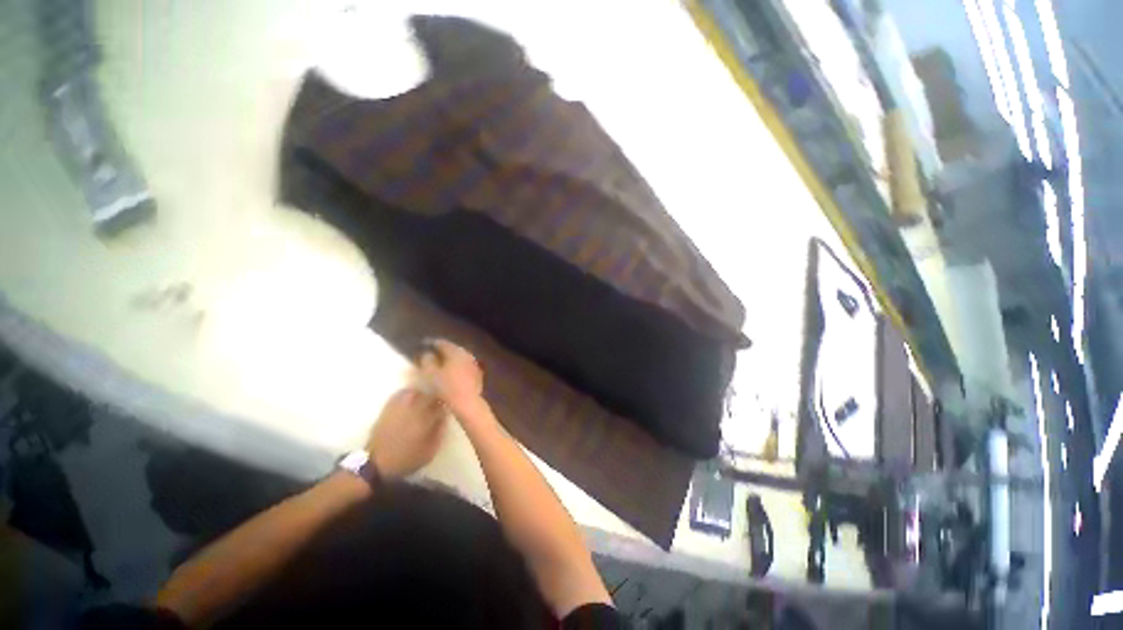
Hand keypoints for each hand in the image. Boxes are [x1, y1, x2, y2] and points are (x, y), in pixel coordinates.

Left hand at [366, 389, 446, 478]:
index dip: (446, 406)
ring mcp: (399, 407)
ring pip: (416, 392)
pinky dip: (409, 393)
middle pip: (430, 396)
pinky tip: (412, 397)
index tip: (448, 408)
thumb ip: (440, 432)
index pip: (441, 406)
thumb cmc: (406, 459)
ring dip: (424, 394)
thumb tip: (444, 417)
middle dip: (436, 399)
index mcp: (425, 421)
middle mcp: (413, 410)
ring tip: (426, 400)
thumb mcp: (430, 451)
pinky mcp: (388, 408)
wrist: (376, 464)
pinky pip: (401, 394)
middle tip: (438, 404)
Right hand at [418, 339, 484, 413]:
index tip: (426, 344)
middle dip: (444, 350)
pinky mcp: (477, 374)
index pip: (444, 343)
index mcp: (455, 352)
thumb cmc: (446, 387)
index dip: (434, 343)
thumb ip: (427, 361)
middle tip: (434, 352)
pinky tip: (453, 372)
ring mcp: (474, 364)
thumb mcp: (430, 374)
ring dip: (452, 358)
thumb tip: (427, 354)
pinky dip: (459, 366)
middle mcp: (466, 354)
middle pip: (454, 349)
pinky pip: (466, 366)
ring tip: (443, 362)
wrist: (467, 402)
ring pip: (461, 357)